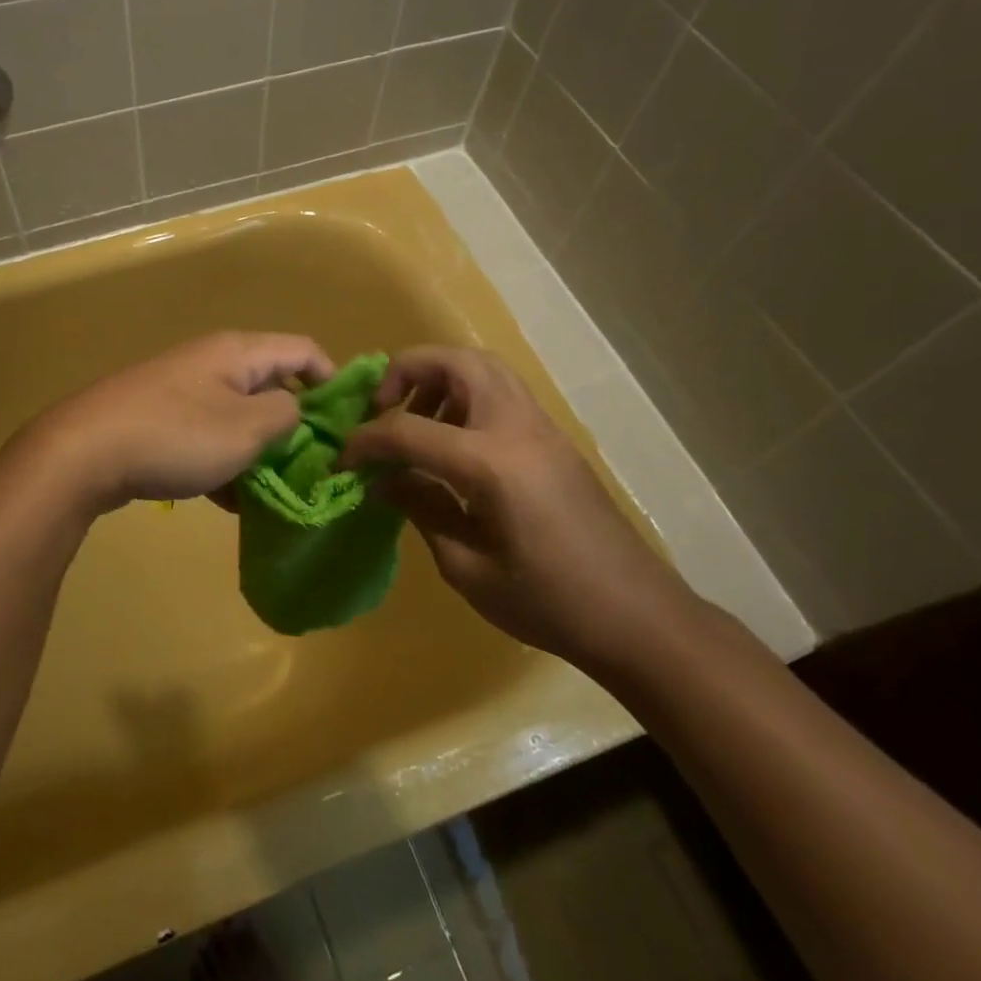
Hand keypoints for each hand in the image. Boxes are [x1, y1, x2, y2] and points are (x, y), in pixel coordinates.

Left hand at [23, 333, 333, 514]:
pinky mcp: (161, 418)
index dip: (334, 381)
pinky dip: (225, 462)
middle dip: (295, 424)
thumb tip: (296, 411)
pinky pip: (209, 435)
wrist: (84, 451)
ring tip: (274, 492)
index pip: (304, 350)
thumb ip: (286, 415)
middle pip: (272, 384)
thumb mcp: (246, 428)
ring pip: (239, 416)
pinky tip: (229, 501)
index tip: (349, 424)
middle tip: (313, 466)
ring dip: (259, 451)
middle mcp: (213, 361)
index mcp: (239, 352)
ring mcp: (184, 389)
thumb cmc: (176, 435)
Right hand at [339, 346, 702, 673]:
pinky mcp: (553, 438)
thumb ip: (420, 509)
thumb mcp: (468, 568)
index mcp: (491, 463)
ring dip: (438, 378)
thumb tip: (382, 480)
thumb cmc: (549, 603)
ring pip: (482, 366)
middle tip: (381, 409)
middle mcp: (516, 427)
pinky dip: (465, 394)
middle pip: (453, 362)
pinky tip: (452, 442)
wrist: (639, 618)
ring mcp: (541, 427)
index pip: (408, 430)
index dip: (365, 441)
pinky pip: (501, 390)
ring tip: (415, 421)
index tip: (341, 459)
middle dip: (405, 372)